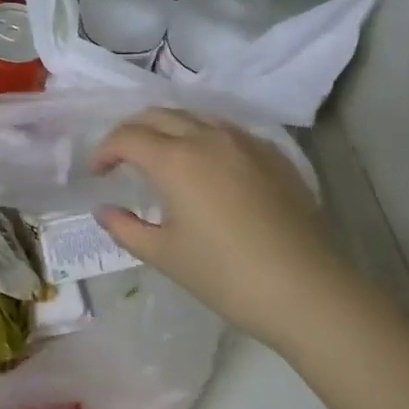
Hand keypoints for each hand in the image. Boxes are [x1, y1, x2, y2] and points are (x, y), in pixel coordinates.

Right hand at [92, 108, 352, 347]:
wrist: (310, 293)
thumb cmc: (228, 276)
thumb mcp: (166, 256)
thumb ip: (126, 228)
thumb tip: (104, 211)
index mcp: (175, 159)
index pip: (126, 137)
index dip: (105, 151)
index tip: (98, 173)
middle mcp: (207, 137)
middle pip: (157, 115)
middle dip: (132, 132)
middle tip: (122, 159)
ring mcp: (244, 142)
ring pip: (193, 116)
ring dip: (167, 129)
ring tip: (162, 156)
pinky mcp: (273, 155)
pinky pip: (226, 130)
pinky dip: (203, 137)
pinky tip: (207, 165)